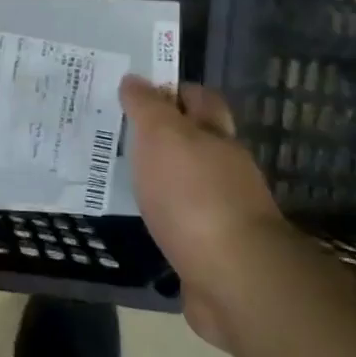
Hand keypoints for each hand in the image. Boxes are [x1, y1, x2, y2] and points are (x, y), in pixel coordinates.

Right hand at [119, 75, 287, 344]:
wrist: (232, 276)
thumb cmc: (193, 195)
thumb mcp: (162, 137)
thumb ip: (147, 107)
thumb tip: (134, 80)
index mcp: (216, 135)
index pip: (199, 98)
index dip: (173, 90)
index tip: (137, 92)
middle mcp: (226, 168)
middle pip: (196, 139)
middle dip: (165, 134)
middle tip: (122, 132)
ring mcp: (223, 209)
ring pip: (188, 180)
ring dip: (163, 176)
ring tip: (123, 174)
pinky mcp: (213, 247)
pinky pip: (183, 219)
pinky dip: (164, 213)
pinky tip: (141, 216)